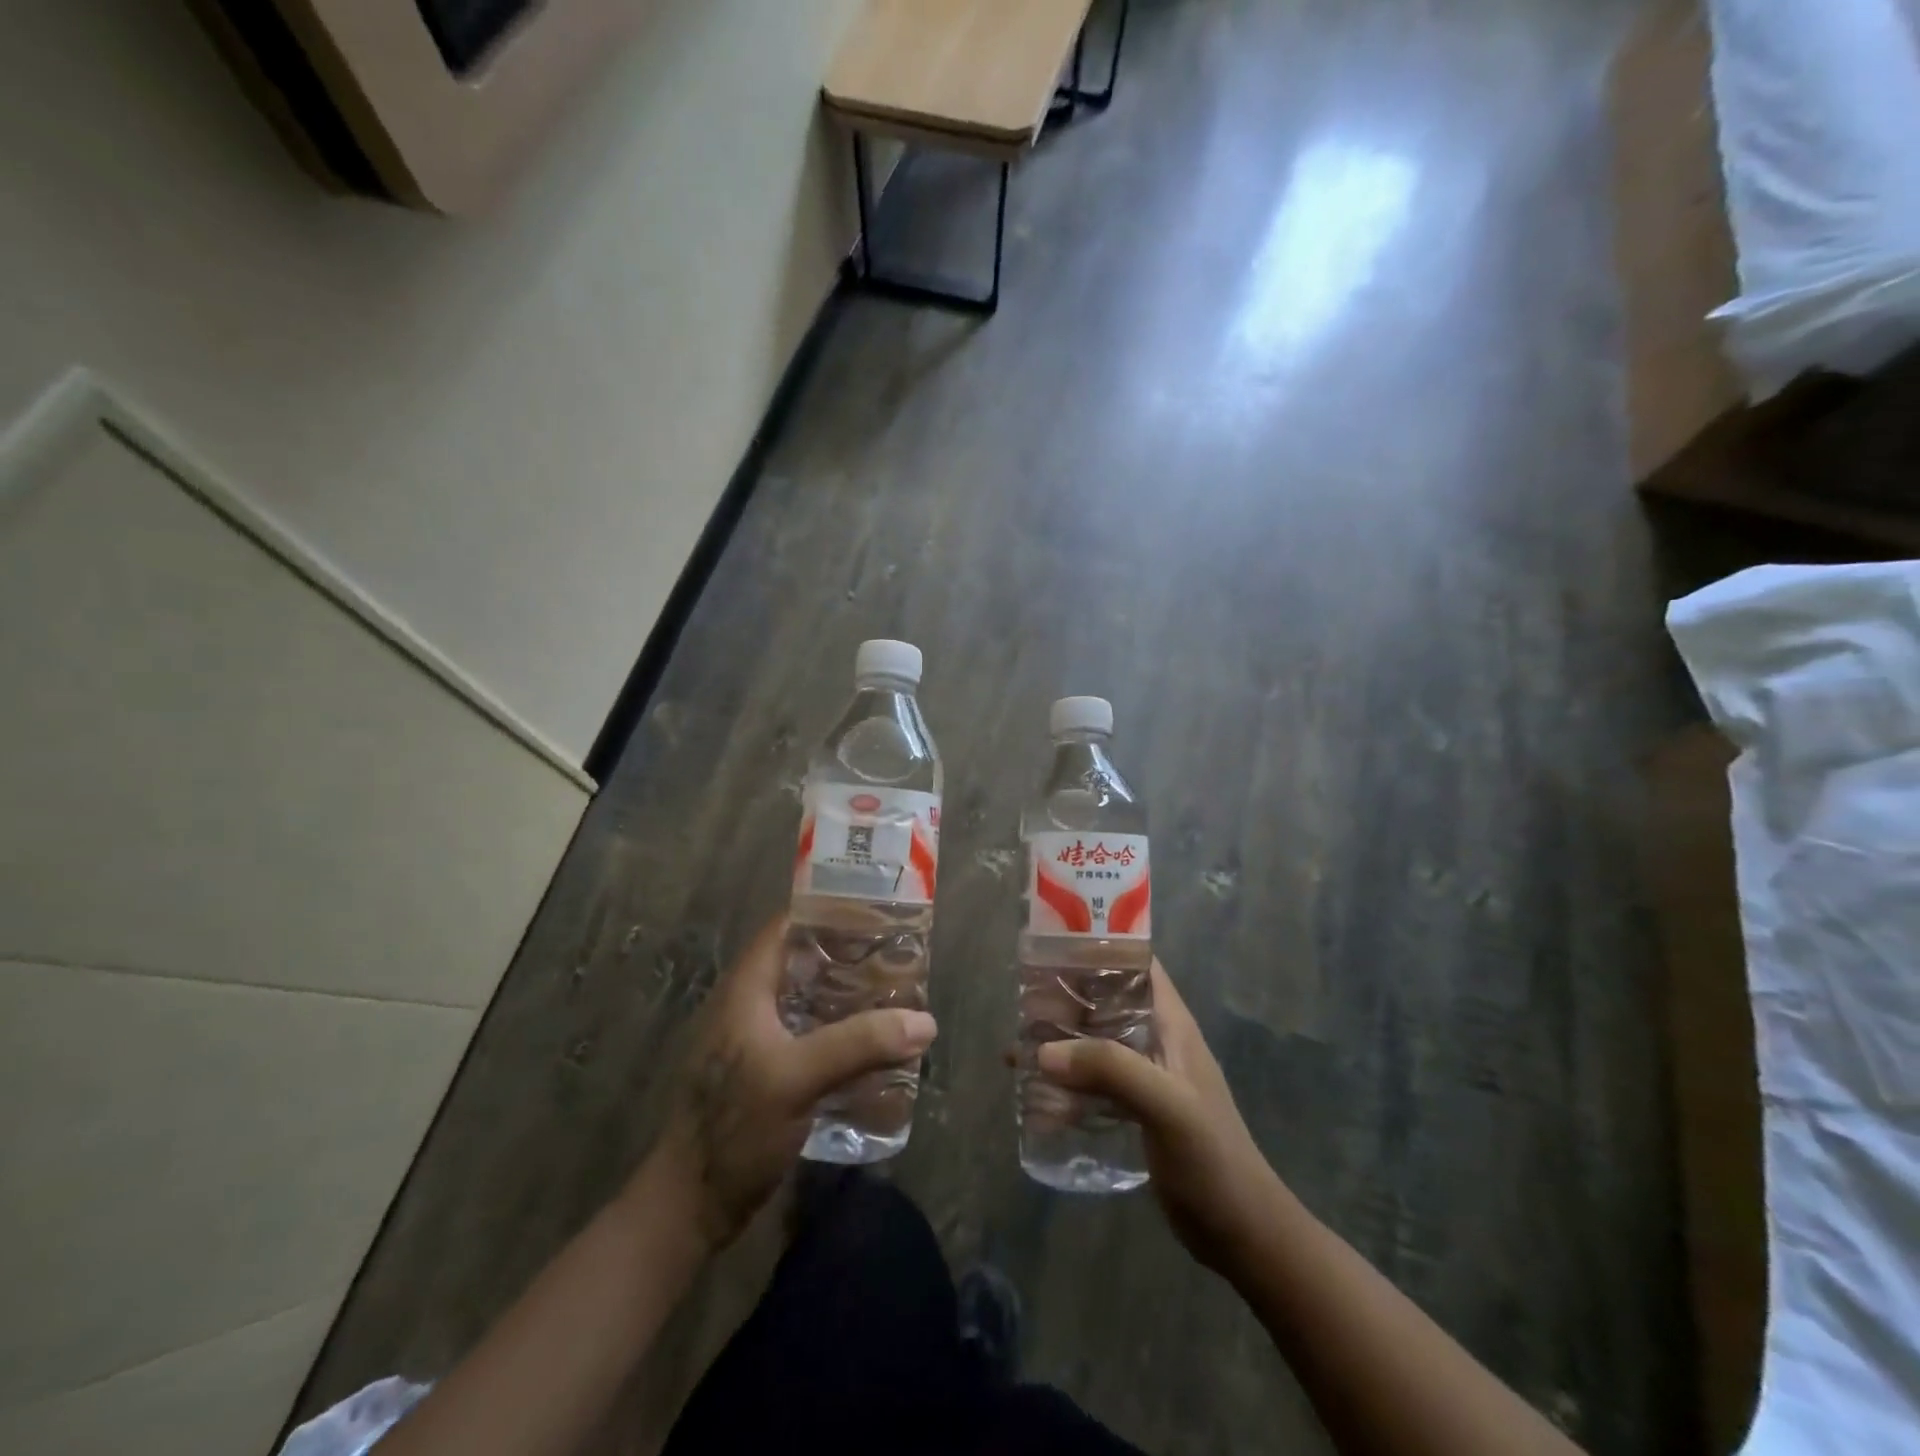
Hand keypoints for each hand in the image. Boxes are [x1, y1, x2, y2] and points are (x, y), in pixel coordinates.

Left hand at [644, 918, 937, 1251]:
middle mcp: (750, 1004)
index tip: (877, 913)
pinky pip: (811, 1034)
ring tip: (895, 995)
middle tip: (897, 957)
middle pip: (804, 961)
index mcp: (746, 988)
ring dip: (849, 996)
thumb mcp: (797, 1079)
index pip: (787, 926)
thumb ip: (859, 1045)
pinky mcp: (767, 1073)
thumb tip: (924, 1021)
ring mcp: (757, 1040)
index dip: (829, 912)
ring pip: (810, 1000)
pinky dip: (841, 1031)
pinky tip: (873, 1044)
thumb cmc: (734, 1128)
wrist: (690, 1208)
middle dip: (850, 956)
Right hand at [1037, 959, 1281, 1274]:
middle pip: (1106, 1002)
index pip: (1136, 965)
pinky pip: (1094, 1084)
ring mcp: (1146, 1077)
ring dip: (1060, 1044)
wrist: (1242, 1234)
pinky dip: (1066, 1086)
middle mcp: (1157, 1041)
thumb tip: (1043, 1051)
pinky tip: (1035, 1100)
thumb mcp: (1165, 1105)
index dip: (1099, 948)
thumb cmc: (1212, 1159)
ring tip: (1017, 1050)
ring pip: (1095, 1043)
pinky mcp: (1136, 1110)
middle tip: (1021, 1004)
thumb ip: (1110, 1069)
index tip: (1052, 947)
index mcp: (1171, 1024)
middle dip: (1065, 999)